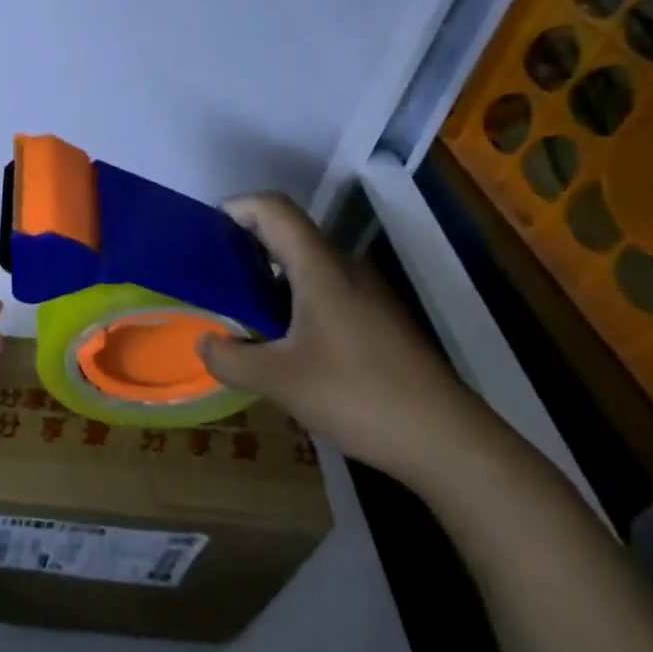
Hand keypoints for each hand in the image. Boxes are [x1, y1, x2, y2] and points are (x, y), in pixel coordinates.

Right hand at [197, 192, 505, 492]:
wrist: (450, 443)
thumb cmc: (360, 396)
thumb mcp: (279, 382)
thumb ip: (229, 359)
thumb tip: (204, 343)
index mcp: (319, 268)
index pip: (272, 208)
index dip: (234, 209)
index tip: (203, 237)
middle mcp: (344, 269)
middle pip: (286, 233)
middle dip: (241, 247)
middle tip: (210, 280)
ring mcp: (365, 295)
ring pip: (304, 265)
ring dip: (265, 278)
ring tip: (237, 314)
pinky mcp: (376, 321)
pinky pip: (323, 291)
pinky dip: (290, 301)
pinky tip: (280, 343)